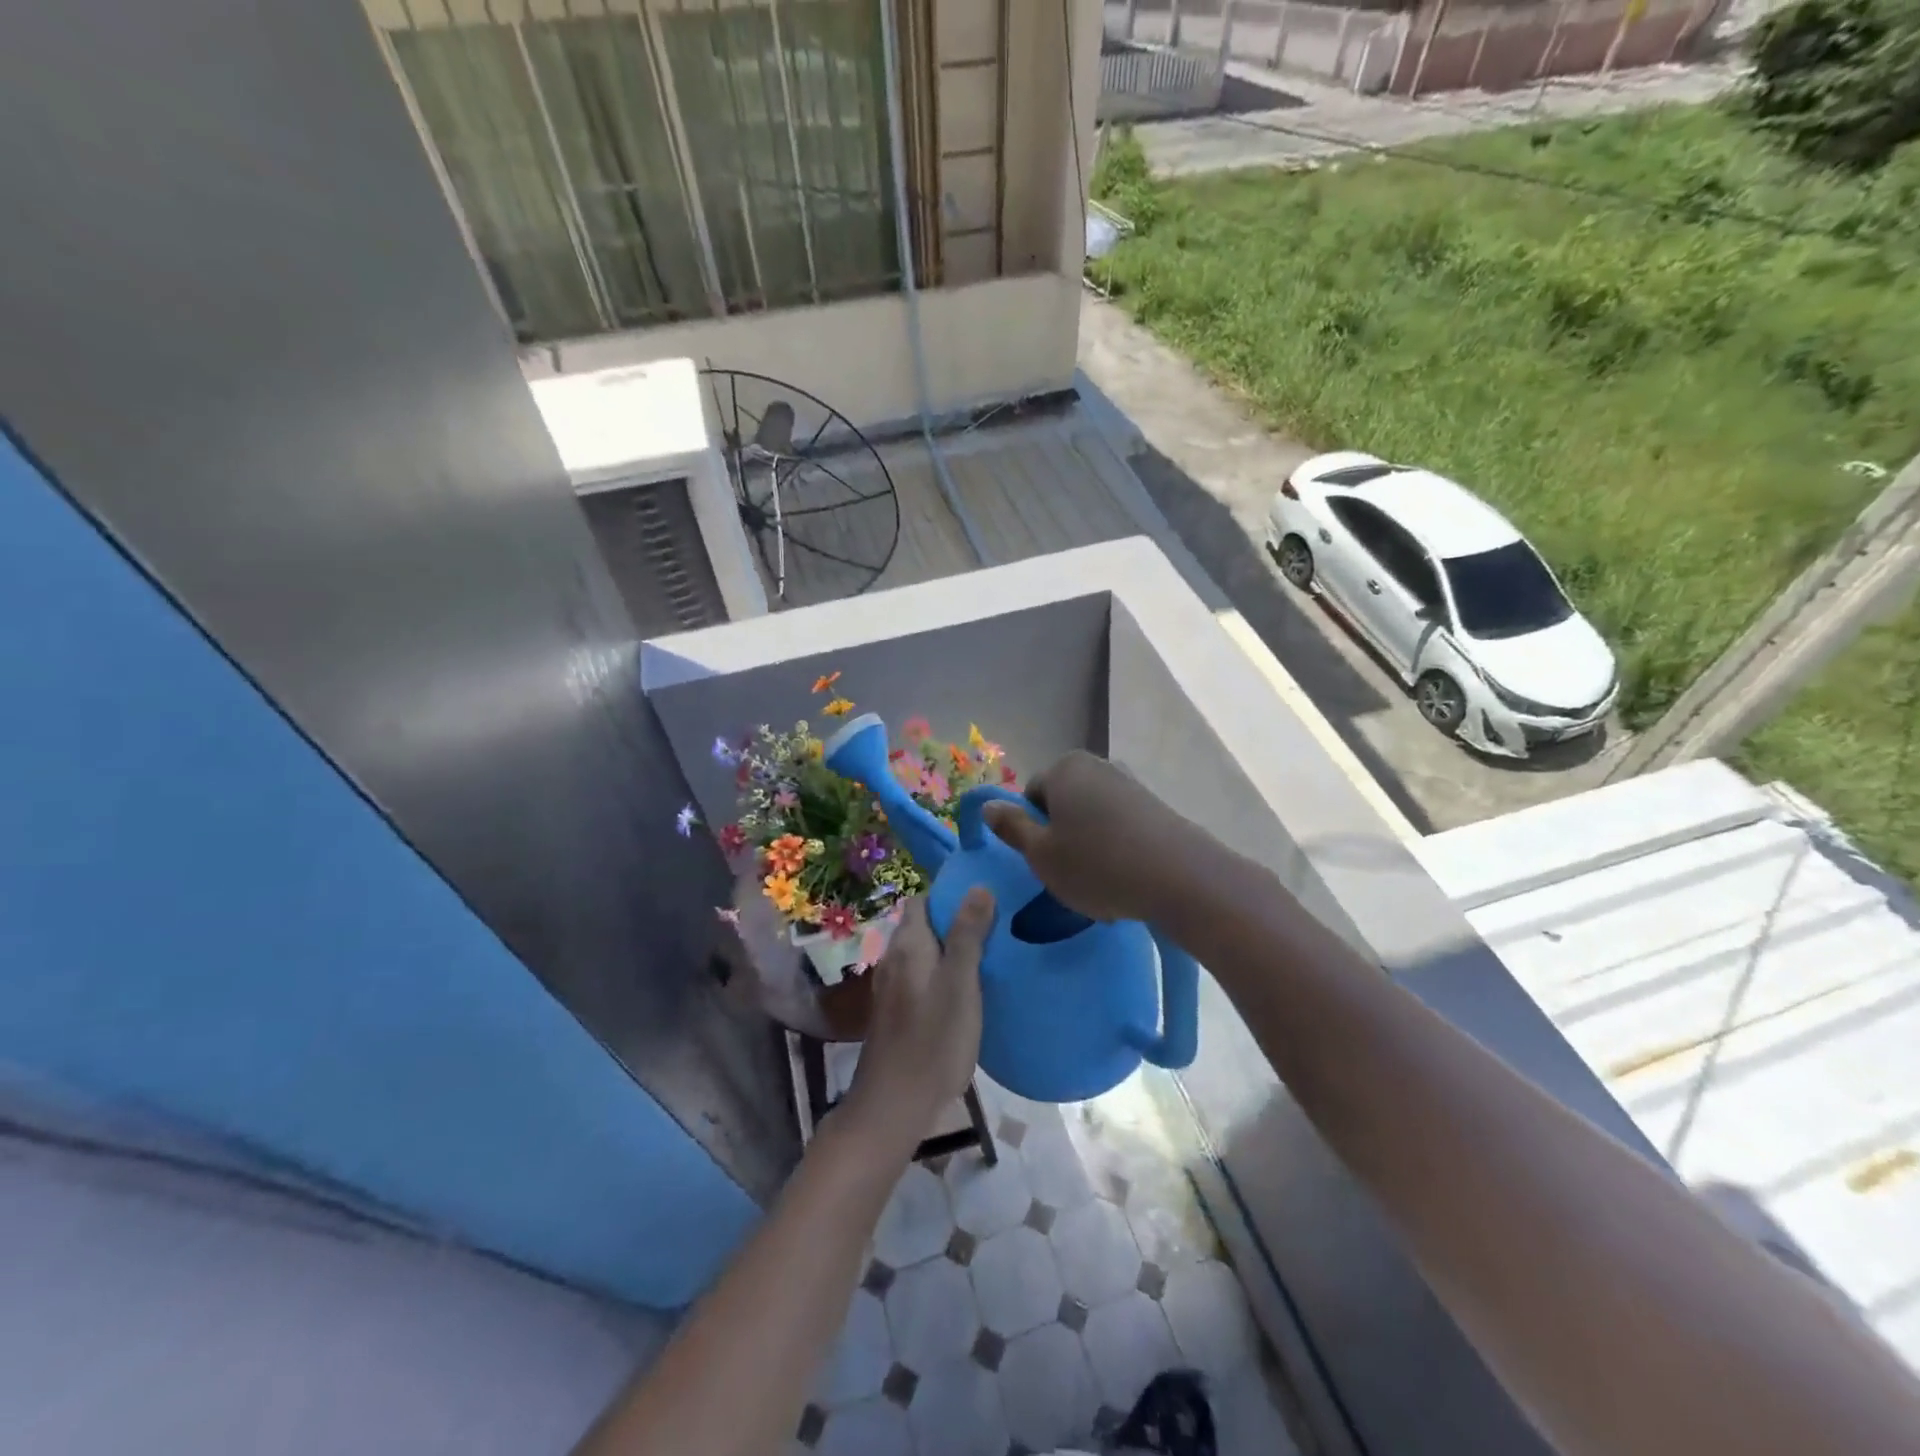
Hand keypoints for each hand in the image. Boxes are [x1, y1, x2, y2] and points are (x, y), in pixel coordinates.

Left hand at [845, 890, 994, 1148]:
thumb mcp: (961, 983)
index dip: (949, 895)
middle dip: (953, 922)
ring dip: (948, 951)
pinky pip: (920, 978)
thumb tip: (978, 886)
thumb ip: (968, 935)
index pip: (921, 900)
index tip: (983, 899)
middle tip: (993, 929)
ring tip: (985, 958)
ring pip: (922, 954)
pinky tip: (964, 993)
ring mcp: (891, 988)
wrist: (894, 1105)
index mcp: (908, 945)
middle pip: (922, 926)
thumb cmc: (933, 1040)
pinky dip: (940, 976)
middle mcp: (893, 959)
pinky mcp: (895, 1013)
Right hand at [981, 752, 1198, 923]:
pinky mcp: (1156, 806)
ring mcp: (1130, 784)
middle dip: (1062, 836)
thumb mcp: (1041, 854)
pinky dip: (1117, 848)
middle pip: (1063, 803)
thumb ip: (1012, 827)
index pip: (1031, 796)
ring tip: (1099, 881)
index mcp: (1064, 769)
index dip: (1031, 830)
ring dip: (1089, 845)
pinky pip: (1121, 827)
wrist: (1179, 877)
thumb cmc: (1096, 864)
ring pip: (1092, 817)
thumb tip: (988, 805)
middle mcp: (1098, 766)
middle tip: (1067, 874)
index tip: (1044, 861)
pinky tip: (1125, 877)